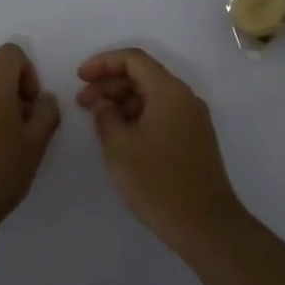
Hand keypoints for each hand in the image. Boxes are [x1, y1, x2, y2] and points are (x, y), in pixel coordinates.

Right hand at [76, 48, 246, 246]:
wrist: (205, 224)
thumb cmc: (157, 182)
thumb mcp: (119, 147)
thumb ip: (105, 117)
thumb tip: (104, 105)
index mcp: (169, 91)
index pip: (133, 59)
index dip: (103, 63)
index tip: (79, 77)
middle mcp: (185, 98)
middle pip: (144, 75)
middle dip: (110, 83)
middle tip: (82, 102)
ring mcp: (193, 119)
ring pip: (152, 95)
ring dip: (122, 100)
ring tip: (98, 120)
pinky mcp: (194, 139)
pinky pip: (162, 113)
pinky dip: (138, 115)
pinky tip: (120, 135)